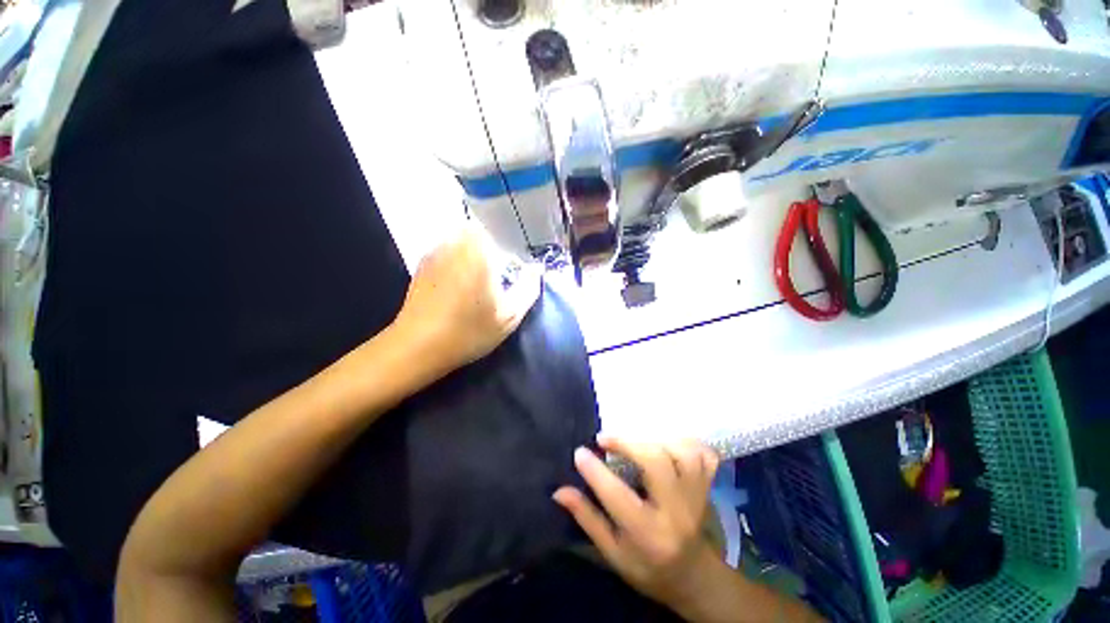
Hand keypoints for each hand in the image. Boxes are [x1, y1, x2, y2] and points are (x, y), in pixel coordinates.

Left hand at [392, 225, 540, 376]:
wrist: (418, 346)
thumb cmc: (469, 330)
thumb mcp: (510, 315)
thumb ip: (528, 288)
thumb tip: (537, 269)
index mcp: (479, 251)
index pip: (498, 228)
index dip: (509, 243)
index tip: (512, 265)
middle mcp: (455, 242)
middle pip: (479, 231)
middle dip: (491, 247)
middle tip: (498, 273)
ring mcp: (435, 251)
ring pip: (461, 239)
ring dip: (472, 252)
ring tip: (478, 279)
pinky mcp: (422, 264)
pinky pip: (446, 251)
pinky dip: (456, 260)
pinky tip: (457, 285)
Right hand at [553, 437, 720, 608]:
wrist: (694, 577)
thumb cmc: (648, 567)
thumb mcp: (613, 552)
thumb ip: (587, 518)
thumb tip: (559, 491)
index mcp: (647, 534)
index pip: (617, 496)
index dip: (595, 471)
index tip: (579, 452)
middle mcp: (675, 512)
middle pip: (656, 463)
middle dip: (627, 444)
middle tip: (605, 439)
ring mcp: (696, 497)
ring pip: (682, 453)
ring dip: (654, 440)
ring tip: (635, 442)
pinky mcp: (707, 487)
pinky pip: (703, 455)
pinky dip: (686, 442)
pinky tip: (667, 443)